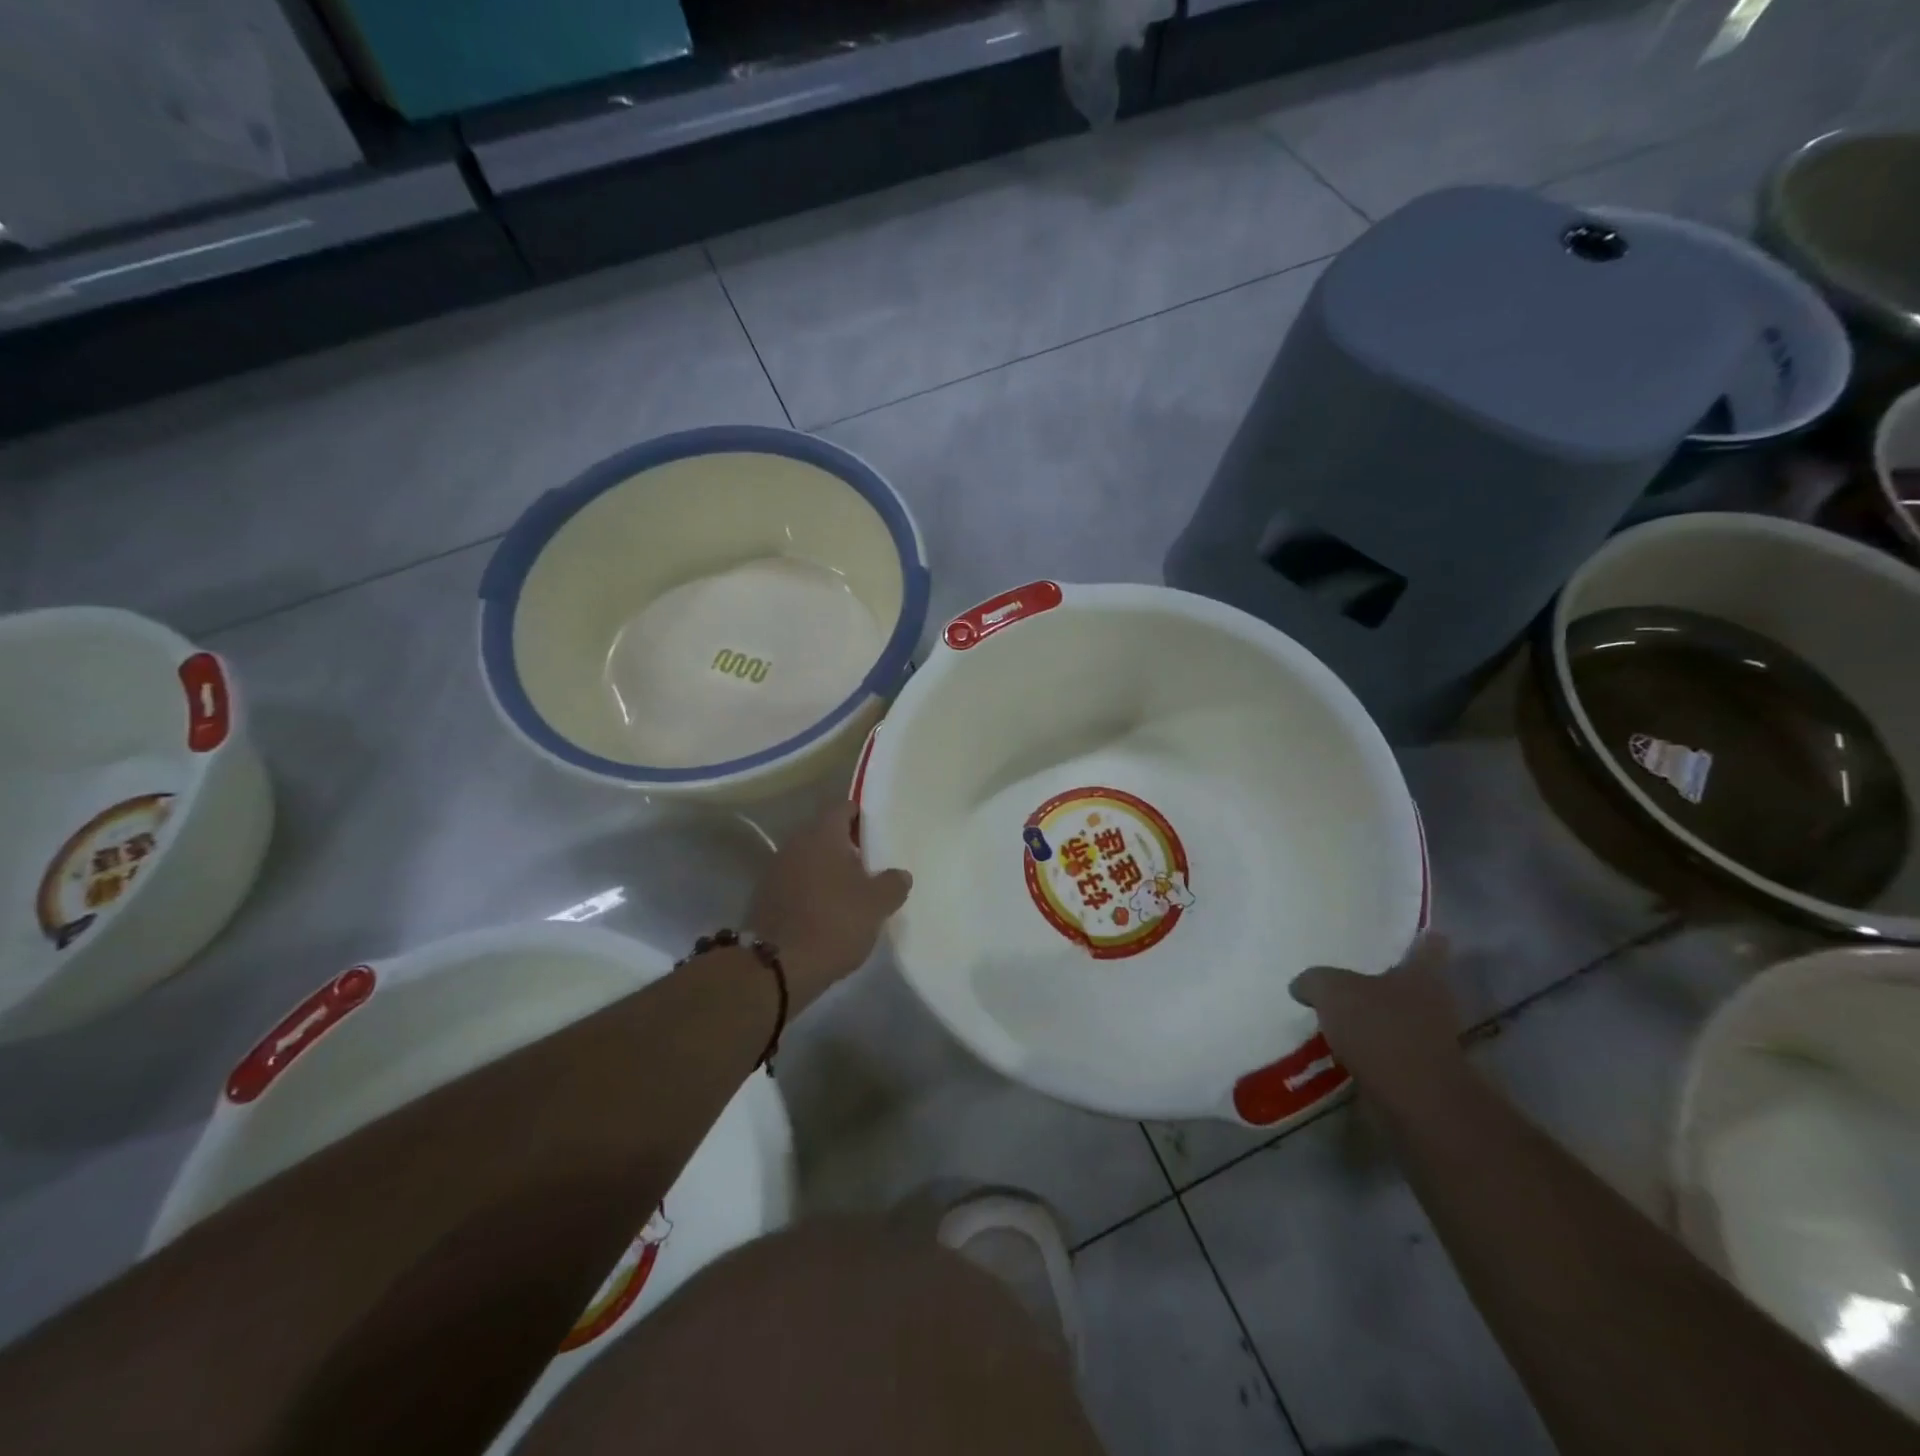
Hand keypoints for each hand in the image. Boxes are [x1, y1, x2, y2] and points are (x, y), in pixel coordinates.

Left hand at [748, 802, 911, 1010]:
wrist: (777, 966)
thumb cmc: (834, 923)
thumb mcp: (877, 905)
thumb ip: (893, 883)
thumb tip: (899, 874)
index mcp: (823, 834)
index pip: (844, 807)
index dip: (862, 816)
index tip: (879, 832)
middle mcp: (795, 843)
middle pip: (825, 833)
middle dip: (847, 846)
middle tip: (871, 864)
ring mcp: (775, 870)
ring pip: (809, 859)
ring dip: (828, 870)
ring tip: (851, 891)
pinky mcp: (765, 897)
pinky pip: (795, 883)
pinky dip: (811, 891)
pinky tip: (827, 912)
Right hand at [1289, 936, 1464, 1105]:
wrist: (1413, 1101)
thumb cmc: (1379, 1029)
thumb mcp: (1331, 990)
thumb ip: (1314, 981)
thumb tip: (1302, 986)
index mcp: (1422, 975)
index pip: (1429, 946)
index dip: (1420, 938)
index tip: (1409, 932)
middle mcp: (1434, 1004)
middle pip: (1413, 984)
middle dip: (1387, 979)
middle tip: (1351, 971)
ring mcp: (1430, 1041)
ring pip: (1399, 1018)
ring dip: (1375, 1017)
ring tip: (1337, 1013)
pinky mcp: (1418, 1073)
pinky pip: (1388, 1050)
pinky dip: (1369, 1049)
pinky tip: (1339, 1047)